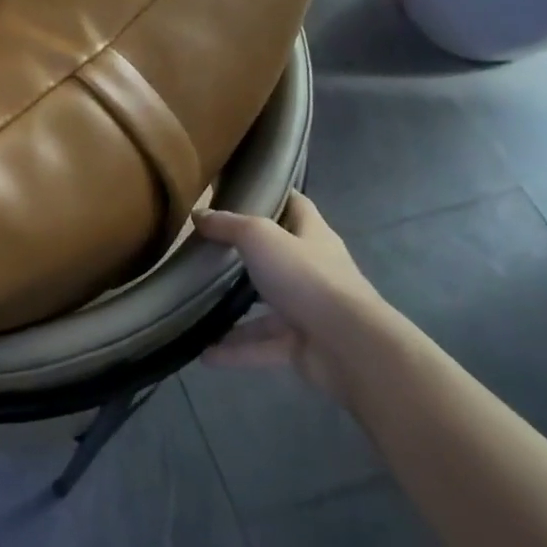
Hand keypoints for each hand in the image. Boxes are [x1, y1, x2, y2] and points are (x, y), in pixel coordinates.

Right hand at [192, 191, 384, 400]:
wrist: (350, 347)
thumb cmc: (306, 278)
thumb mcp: (260, 237)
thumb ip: (228, 225)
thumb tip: (198, 214)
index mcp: (312, 236)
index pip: (296, 206)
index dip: (273, 195)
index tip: (241, 191)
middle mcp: (313, 270)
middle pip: (278, 257)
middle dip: (245, 256)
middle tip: (206, 251)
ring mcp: (309, 310)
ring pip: (265, 307)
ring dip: (234, 310)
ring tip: (196, 308)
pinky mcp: (301, 346)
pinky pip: (262, 346)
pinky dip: (235, 351)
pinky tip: (203, 354)